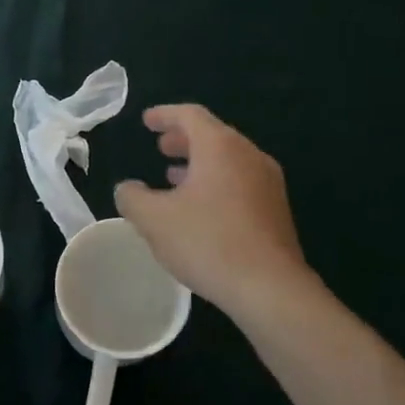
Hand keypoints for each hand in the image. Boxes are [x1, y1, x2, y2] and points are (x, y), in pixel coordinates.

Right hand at [114, 104, 316, 323]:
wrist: (271, 289)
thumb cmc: (208, 243)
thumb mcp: (154, 220)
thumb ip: (132, 197)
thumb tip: (127, 188)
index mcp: (220, 147)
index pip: (190, 115)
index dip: (164, 115)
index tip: (146, 121)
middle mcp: (248, 155)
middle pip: (213, 134)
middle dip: (183, 139)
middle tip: (160, 147)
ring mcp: (268, 182)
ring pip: (228, 159)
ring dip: (199, 163)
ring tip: (174, 178)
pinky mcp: (276, 210)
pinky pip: (241, 181)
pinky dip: (216, 182)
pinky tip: (201, 209)